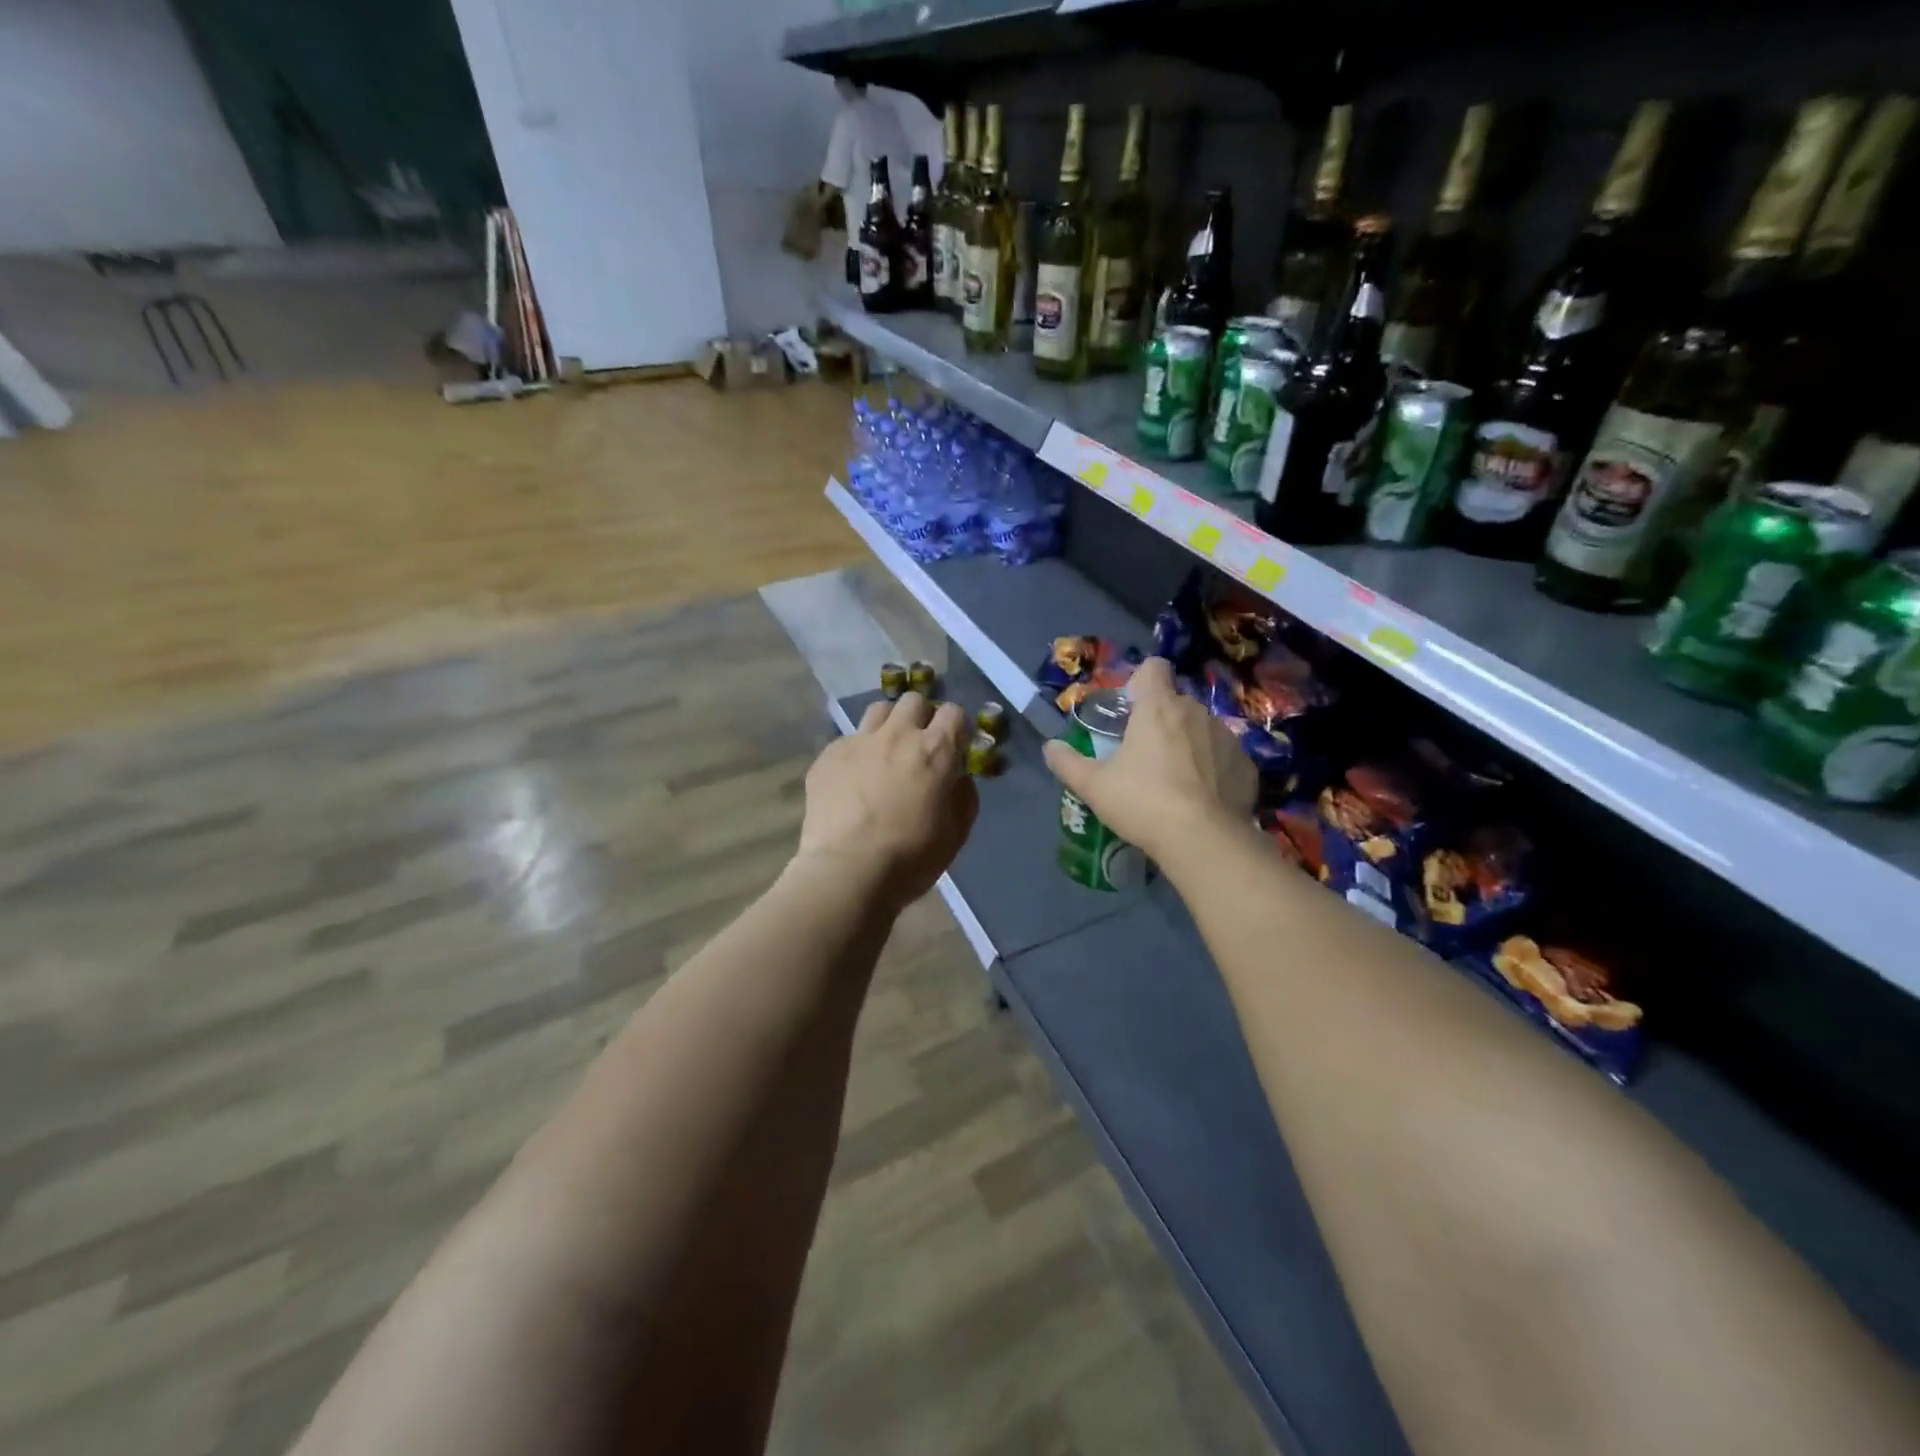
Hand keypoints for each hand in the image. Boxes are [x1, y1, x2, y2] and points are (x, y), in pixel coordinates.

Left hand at [796, 692, 978, 909]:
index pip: (953, 712)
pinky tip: (853, 780)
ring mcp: (859, 741)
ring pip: (878, 711)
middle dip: (921, 717)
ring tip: (885, 753)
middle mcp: (898, 734)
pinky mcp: (828, 755)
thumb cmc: (911, 857)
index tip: (954, 747)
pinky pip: (848, 740)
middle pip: (913, 701)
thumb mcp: (956, 832)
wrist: (847, 871)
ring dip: (888, 726)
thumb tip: (957, 776)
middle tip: (918, 746)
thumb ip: (963, 794)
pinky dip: (857, 753)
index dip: (956, 728)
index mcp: (935, 750)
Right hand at [1042, 657, 1254, 862]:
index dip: (1141, 681)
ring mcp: (1226, 737)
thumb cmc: (1142, 802)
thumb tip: (1050, 747)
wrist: (1204, 839)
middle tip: (1144, 755)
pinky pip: (1224, 756)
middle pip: (1176, 702)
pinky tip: (1202, 798)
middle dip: (1161, 721)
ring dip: (1188, 744)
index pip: (1154, 667)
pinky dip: (1213, 769)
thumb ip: (1067, 762)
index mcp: (1158, 707)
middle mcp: (1195, 712)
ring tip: (1176, 781)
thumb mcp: (1093, 786)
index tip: (1131, 707)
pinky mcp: (1246, 764)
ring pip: (1202, 729)